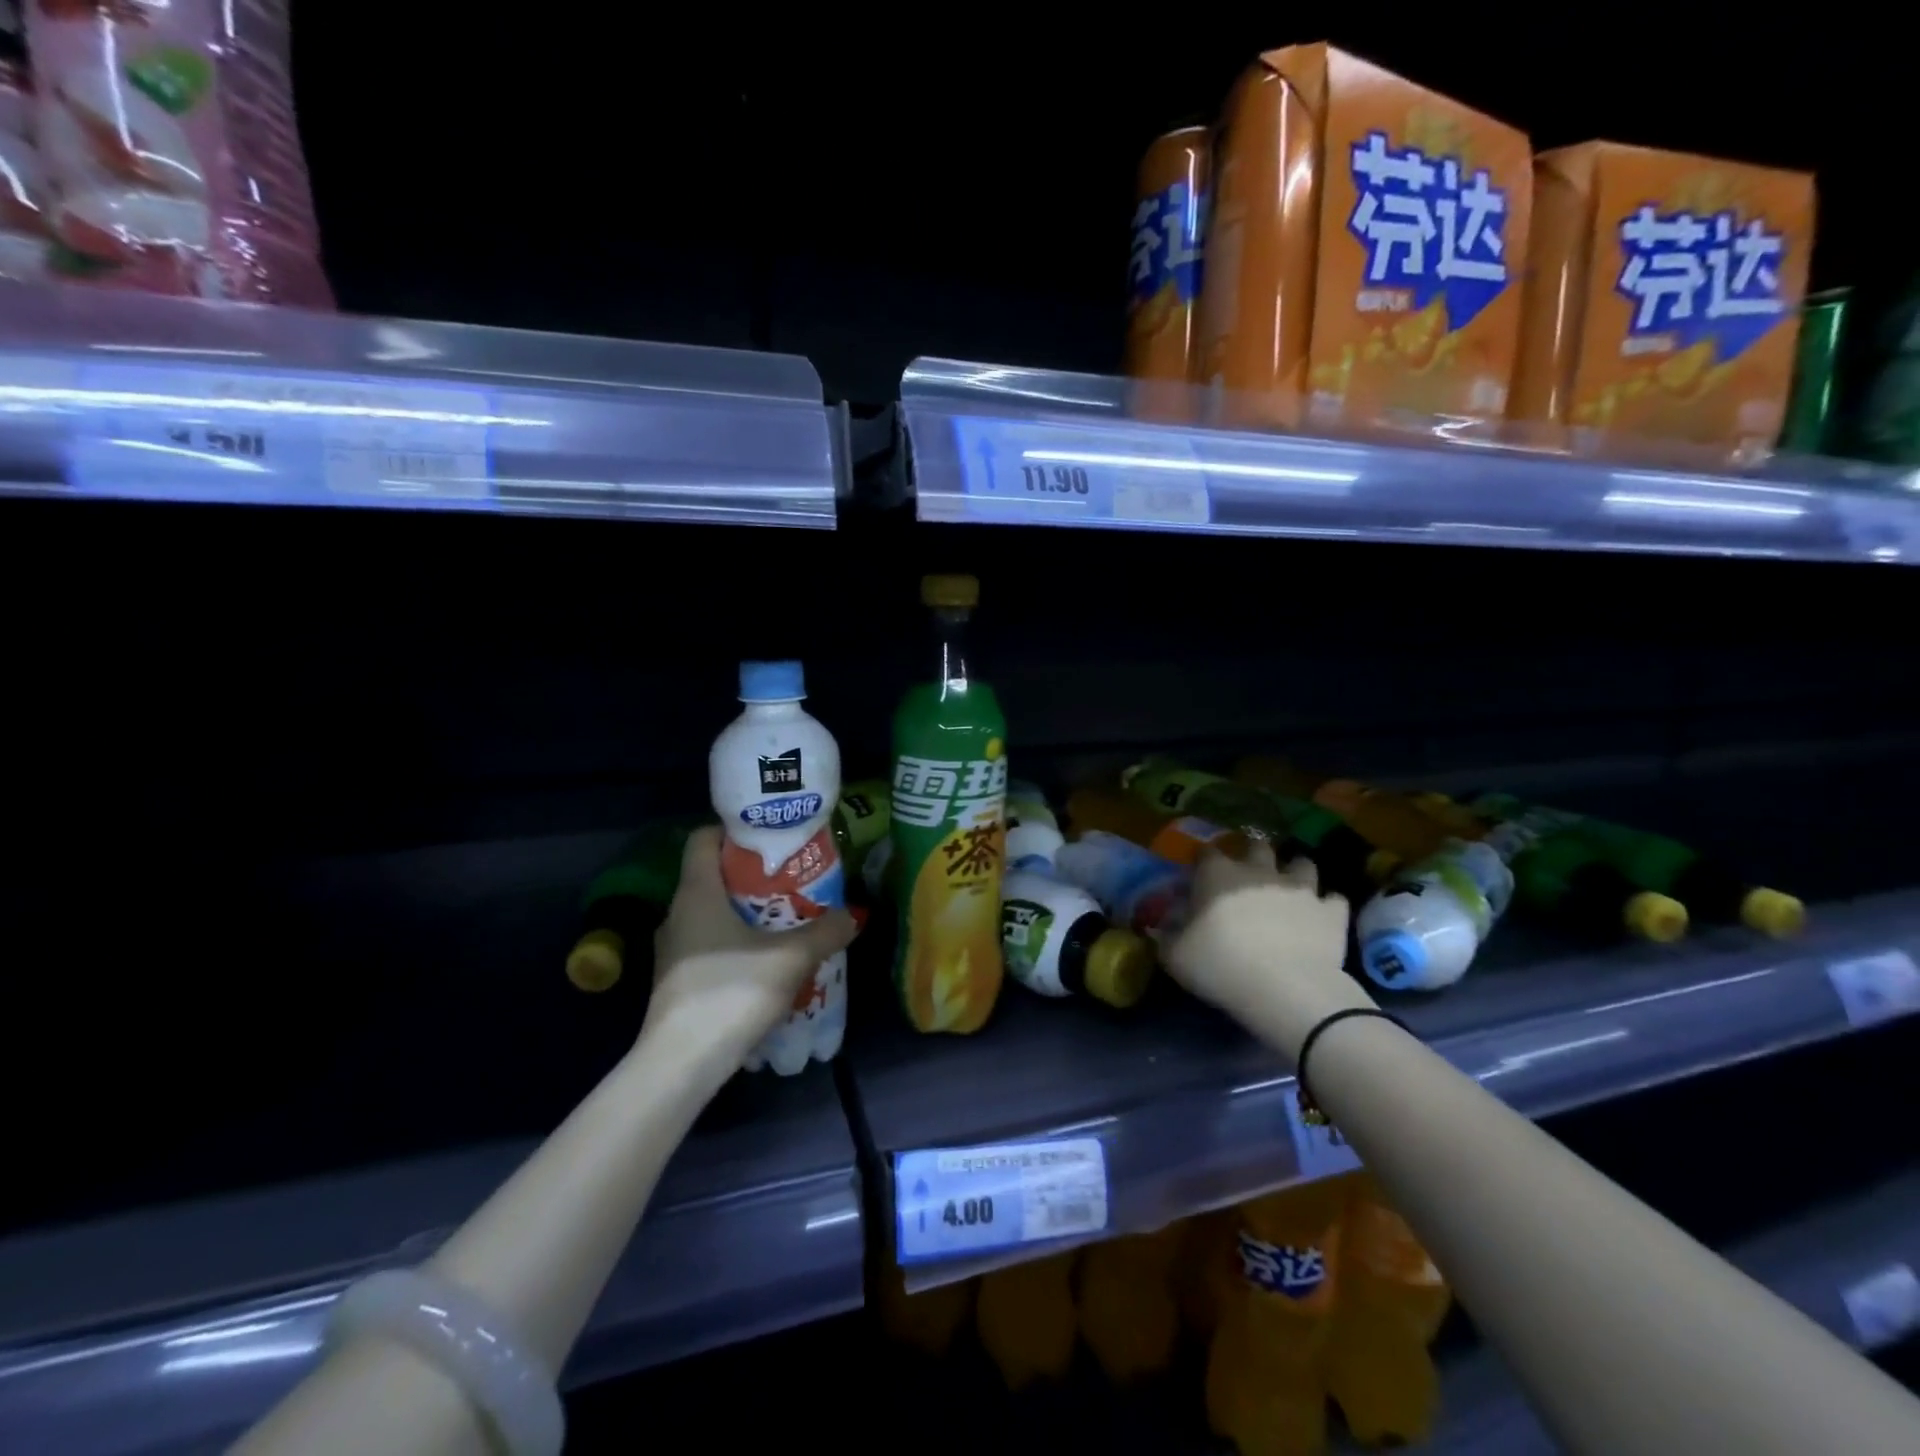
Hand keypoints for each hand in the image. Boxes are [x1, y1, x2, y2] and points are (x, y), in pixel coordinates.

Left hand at [641, 826, 858, 1067]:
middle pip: (713, 876)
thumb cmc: (732, 992)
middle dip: (753, 875)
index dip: (735, 830)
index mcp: (696, 893)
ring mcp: (672, 949)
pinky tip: (765, 960)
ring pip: (712, 913)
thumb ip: (826, 931)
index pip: (703, 838)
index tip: (772, 839)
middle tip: (793, 879)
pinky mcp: (676, 980)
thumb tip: (854, 914)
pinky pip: (709, 944)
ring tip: (787, 919)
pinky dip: (736, 942)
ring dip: (747, 912)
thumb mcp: (792, 958)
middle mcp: (677, 913)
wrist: (681, 1065)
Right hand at [1163, 837, 1372, 1058]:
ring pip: (1302, 863)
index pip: (1206, 852)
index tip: (1199, 876)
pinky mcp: (1331, 911)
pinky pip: (1333, 899)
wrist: (1285, 988)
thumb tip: (1165, 924)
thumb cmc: (1220, 966)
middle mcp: (1259, 871)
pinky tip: (1320, 918)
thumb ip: (1167, 934)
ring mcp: (1301, 888)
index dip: (1203, 861)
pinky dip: (1326, 906)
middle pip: (1257, 846)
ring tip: (1290, 889)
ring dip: (1295, 872)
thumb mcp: (1174, 955)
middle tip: (1248, 876)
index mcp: (1217, 875)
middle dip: (1253, 855)